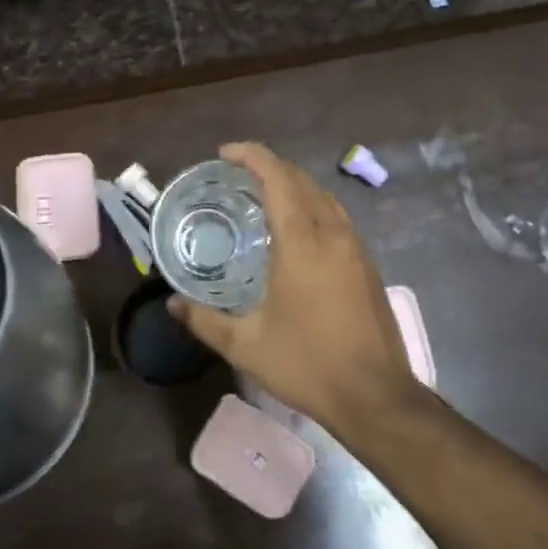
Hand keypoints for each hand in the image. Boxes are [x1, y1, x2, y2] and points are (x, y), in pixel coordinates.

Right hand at [168, 141, 420, 430]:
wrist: (375, 395)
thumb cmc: (307, 364)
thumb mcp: (246, 345)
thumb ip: (205, 320)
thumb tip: (172, 304)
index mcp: (303, 243)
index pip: (279, 179)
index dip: (253, 156)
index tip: (226, 153)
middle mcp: (333, 235)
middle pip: (303, 181)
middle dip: (271, 168)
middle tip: (238, 175)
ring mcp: (357, 249)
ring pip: (325, 199)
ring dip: (295, 187)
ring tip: (265, 198)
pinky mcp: (368, 267)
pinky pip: (338, 220)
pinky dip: (313, 209)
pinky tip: (298, 234)